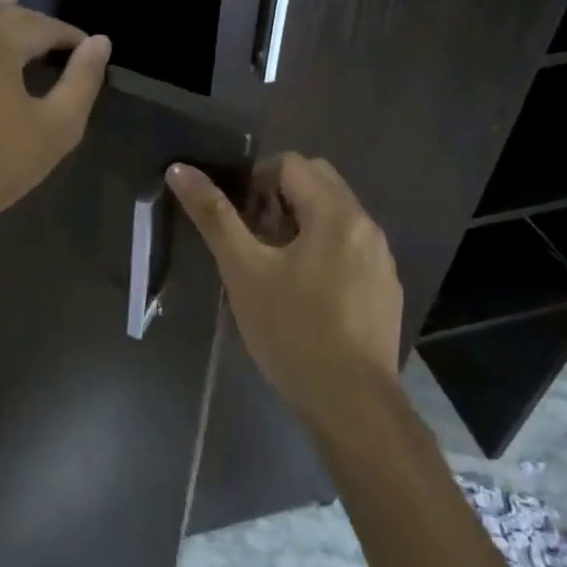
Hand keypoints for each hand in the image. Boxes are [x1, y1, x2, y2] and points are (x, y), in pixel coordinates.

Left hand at [0, 0, 110, 244]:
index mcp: (0, 41)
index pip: (46, 26)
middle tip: (59, 41)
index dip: (72, 38)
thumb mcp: (55, 128)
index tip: (90, 52)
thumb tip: (100, 42)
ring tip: (11, 0)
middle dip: (36, 24)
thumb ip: (81, 81)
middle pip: (7, 18)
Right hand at [166, 153, 402, 433]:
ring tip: (275, 269)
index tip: (240, 222)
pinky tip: (306, 296)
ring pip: (335, 217)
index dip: (257, 181)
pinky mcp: (386, 288)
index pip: (292, 164)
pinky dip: (323, 252)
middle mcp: (367, 226)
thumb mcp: (243, 271)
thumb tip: (180, 169)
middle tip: (254, 241)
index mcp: (336, 213)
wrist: (351, 402)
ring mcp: (382, 259)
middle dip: (280, 200)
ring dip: (301, 226)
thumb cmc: (291, 330)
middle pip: (318, 184)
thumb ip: (214, 216)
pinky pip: (350, 248)